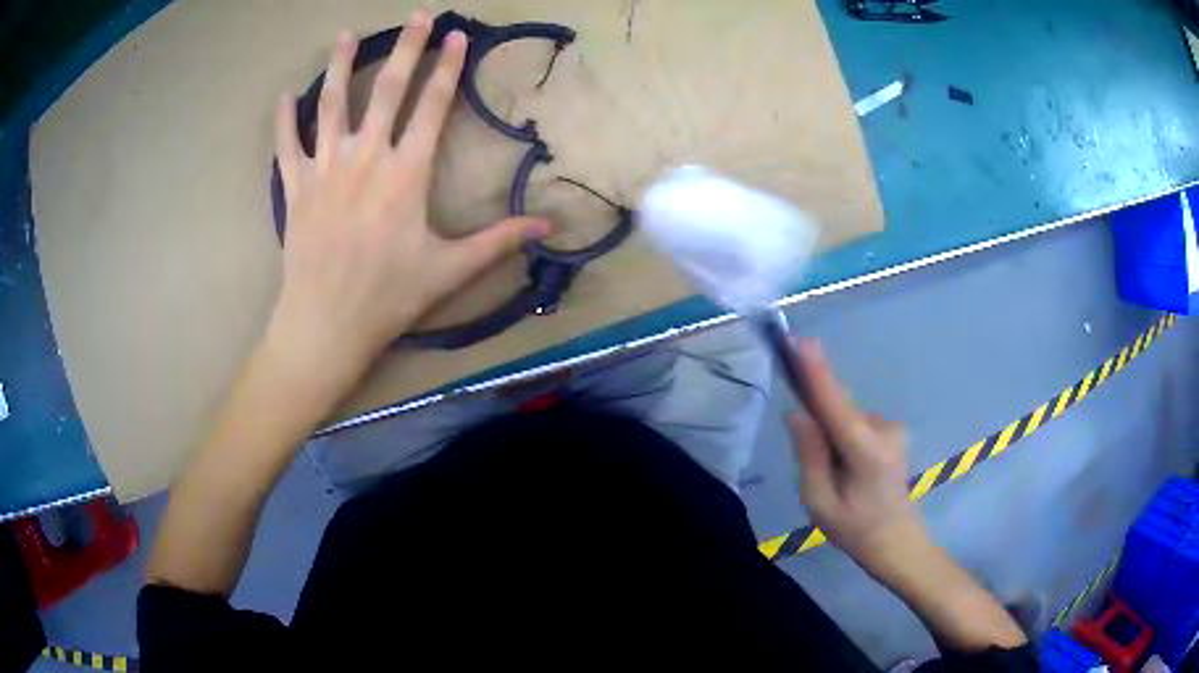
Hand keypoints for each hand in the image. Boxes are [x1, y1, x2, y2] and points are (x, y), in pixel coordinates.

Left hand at [268, 13, 550, 383]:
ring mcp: (325, 168)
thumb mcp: (450, 270)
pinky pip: (286, 144)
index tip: (456, 35)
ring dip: (341, 66)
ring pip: (332, 104)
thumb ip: (498, 241)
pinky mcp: (295, 187)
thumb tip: (547, 226)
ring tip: (346, 35)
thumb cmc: (388, 297)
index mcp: (406, 173)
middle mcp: (365, 157)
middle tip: (418, 15)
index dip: (447, 67)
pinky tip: (285, 95)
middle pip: (388, 89)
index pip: (432, 106)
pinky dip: (284, 118)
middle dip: (407, 48)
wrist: (326, 324)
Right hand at [785, 339, 925, 572]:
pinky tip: (847, 468)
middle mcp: (884, 430)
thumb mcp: (820, 504)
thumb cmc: (855, 529)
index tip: (801, 341)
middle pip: (840, 409)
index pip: (836, 405)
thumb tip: (797, 414)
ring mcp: (892, 428)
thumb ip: (809, 457)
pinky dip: (842, 436)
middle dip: (818, 416)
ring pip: (846, 418)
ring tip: (833, 476)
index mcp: (867, 452)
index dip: (818, 373)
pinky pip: (855, 423)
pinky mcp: (893, 430)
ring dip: (830, 434)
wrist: (897, 540)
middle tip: (808, 446)